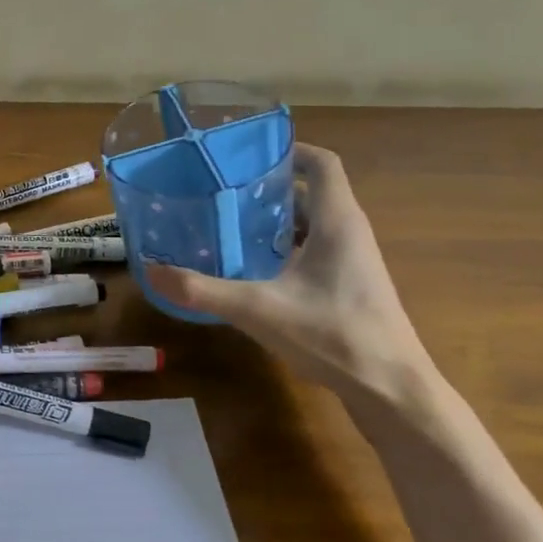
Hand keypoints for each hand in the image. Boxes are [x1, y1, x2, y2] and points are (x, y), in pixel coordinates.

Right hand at [146, 144, 433, 408]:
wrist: (392, 391)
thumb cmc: (334, 336)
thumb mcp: (258, 310)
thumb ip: (202, 290)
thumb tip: (150, 270)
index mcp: (338, 221)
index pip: (321, 163)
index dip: (288, 150)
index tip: (247, 155)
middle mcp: (350, 233)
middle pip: (310, 193)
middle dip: (268, 188)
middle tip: (222, 192)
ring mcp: (353, 262)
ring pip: (312, 224)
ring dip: (275, 220)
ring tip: (229, 224)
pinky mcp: (349, 287)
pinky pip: (314, 250)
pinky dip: (284, 249)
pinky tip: (253, 269)